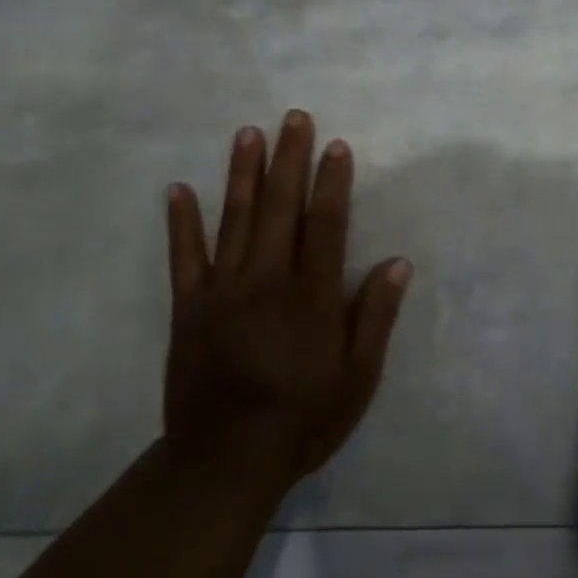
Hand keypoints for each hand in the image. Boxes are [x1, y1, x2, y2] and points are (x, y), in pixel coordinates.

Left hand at [163, 111, 411, 483]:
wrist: (226, 460)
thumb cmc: (303, 419)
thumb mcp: (357, 377)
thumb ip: (375, 317)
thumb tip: (398, 262)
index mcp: (312, 296)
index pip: (327, 225)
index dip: (332, 183)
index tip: (335, 146)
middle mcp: (267, 281)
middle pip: (281, 209)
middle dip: (289, 160)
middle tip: (293, 117)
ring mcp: (223, 291)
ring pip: (235, 220)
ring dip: (242, 174)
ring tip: (248, 133)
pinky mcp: (188, 308)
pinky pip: (184, 257)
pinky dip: (182, 222)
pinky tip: (179, 188)